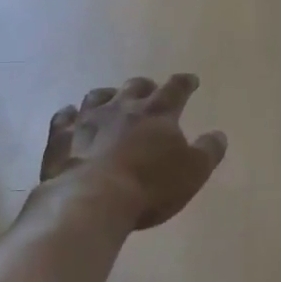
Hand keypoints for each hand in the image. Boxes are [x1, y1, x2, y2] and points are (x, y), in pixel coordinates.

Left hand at [42, 74, 227, 229]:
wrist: (91, 200)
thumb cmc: (149, 187)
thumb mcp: (193, 172)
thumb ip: (208, 151)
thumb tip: (219, 134)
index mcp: (157, 113)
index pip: (176, 89)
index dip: (185, 83)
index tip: (190, 80)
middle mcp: (122, 107)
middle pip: (135, 87)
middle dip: (146, 87)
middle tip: (150, 91)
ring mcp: (88, 119)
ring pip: (98, 95)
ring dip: (108, 95)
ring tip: (111, 99)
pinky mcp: (61, 136)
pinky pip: (64, 117)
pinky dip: (70, 114)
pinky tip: (71, 115)